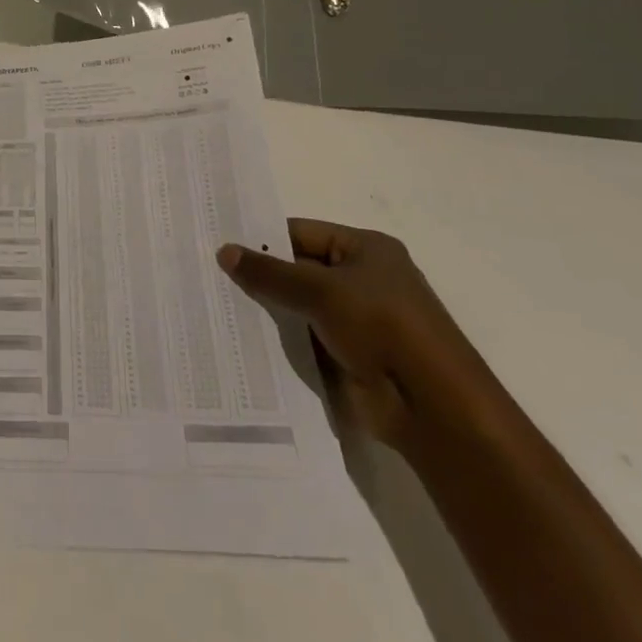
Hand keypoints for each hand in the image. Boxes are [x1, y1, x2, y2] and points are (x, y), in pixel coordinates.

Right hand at [218, 220, 495, 455]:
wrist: (433, 408)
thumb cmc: (383, 327)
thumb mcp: (320, 290)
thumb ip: (270, 273)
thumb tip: (223, 251)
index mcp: (366, 249)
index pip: (301, 232)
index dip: (262, 237)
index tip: (219, 242)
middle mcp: (363, 279)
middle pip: (299, 268)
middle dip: (260, 273)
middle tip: (208, 272)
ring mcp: (357, 320)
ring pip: (299, 305)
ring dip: (268, 308)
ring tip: (215, 302)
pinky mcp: (350, 356)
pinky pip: (305, 338)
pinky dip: (280, 339)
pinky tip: (242, 337)